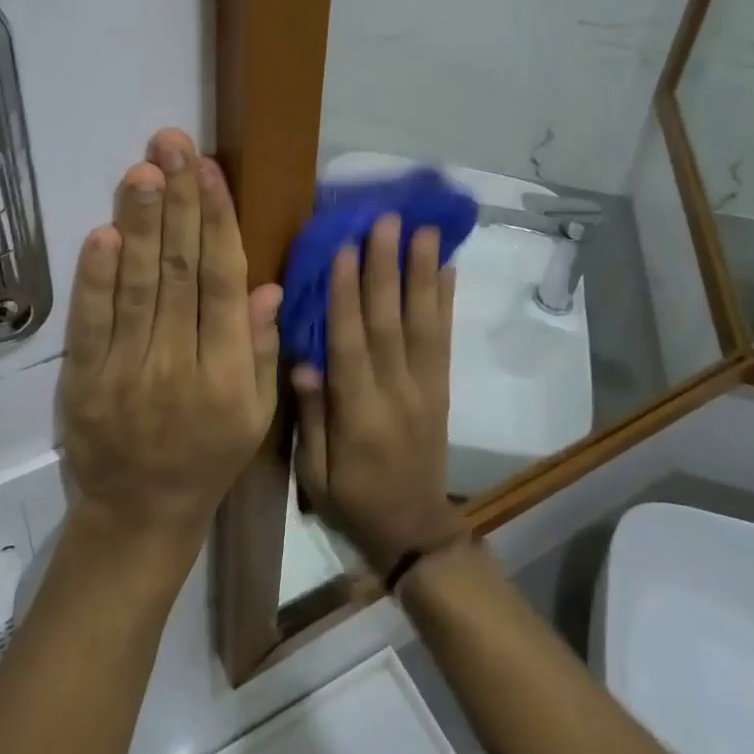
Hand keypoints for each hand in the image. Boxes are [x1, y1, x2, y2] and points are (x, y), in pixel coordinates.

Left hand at [58, 129, 282, 555]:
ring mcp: (127, 373)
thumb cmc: (208, 459)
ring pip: (138, 286)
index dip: (218, 222)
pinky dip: (96, 277)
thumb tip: (266, 287)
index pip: (224, 283)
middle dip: (179, 202)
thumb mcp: (255, 414)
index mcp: (228, 373)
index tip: (209, 171)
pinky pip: (91, 323)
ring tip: (143, 169)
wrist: (139, 517)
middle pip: (181, 271)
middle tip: (172, 145)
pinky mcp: (84, 382)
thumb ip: (259, 349)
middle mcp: (180, 365)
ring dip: (140, 224)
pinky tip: (103, 232)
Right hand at [291, 215, 465, 573]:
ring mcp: (425, 387)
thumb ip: (311, 417)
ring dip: (423, 273)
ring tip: (425, 231)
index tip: (343, 248)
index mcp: (359, 415)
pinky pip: (444, 340)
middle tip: (386, 221)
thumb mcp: (315, 474)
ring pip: (423, 322)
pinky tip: (449, 269)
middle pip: (390, 322)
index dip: (346, 296)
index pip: (351, 344)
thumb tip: (304, 360)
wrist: (414, 532)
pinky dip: (446, 302)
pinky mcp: (441, 388)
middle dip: (387, 268)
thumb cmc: (352, 501)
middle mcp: (396, 393)